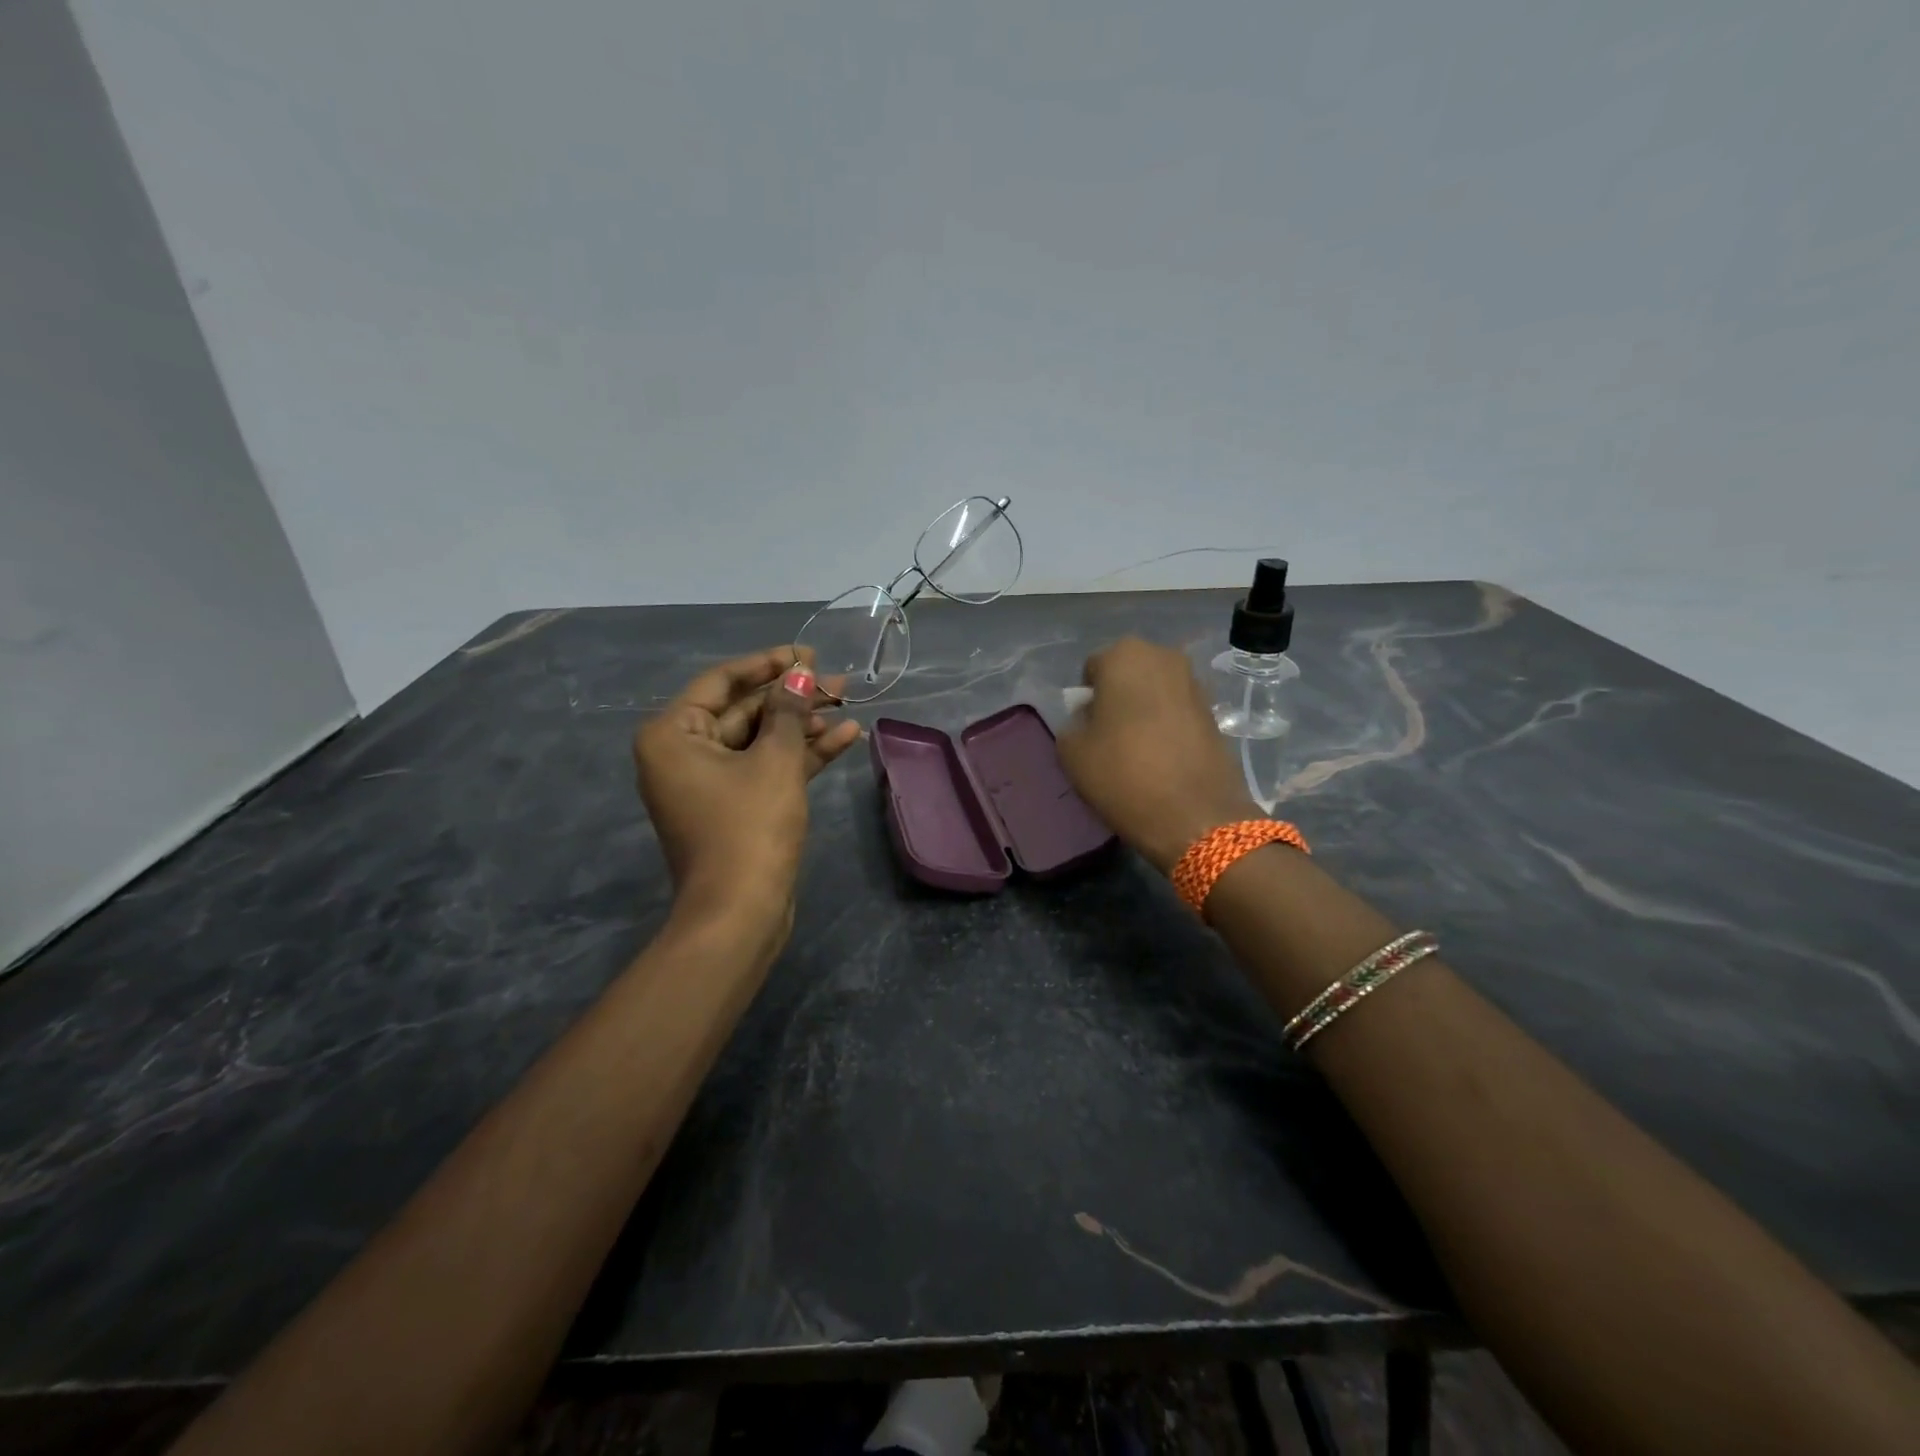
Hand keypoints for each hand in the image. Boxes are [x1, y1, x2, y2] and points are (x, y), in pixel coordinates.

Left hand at [634, 648, 860, 934]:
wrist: (741, 913)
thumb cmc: (750, 828)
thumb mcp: (775, 761)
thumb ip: (788, 711)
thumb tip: (801, 673)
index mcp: (673, 734)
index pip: (722, 681)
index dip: (768, 664)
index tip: (808, 654)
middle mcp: (683, 754)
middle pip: (744, 711)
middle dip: (793, 697)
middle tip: (839, 682)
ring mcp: (709, 784)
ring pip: (760, 740)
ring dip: (803, 725)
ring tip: (849, 705)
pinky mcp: (734, 807)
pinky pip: (766, 769)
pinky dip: (801, 755)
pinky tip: (845, 736)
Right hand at [1055, 638, 1256, 872]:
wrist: (1195, 815)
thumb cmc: (1124, 774)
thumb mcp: (1072, 752)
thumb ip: (1072, 724)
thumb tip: (1088, 720)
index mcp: (1124, 655)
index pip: (1092, 669)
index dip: (1086, 699)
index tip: (1088, 729)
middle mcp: (1163, 656)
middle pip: (1128, 673)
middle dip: (1117, 697)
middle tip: (1110, 735)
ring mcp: (1194, 682)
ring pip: (1155, 690)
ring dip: (1144, 710)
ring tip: (1137, 748)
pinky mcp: (1214, 710)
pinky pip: (1177, 709)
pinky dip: (1167, 724)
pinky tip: (1162, 755)